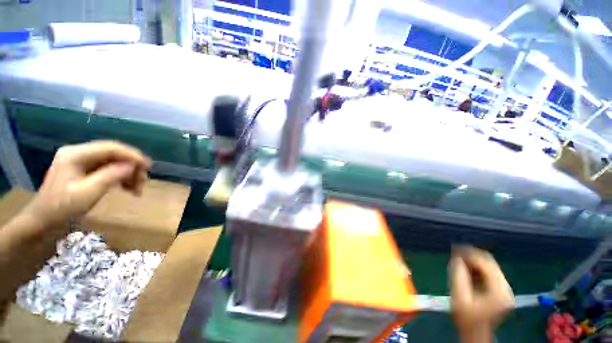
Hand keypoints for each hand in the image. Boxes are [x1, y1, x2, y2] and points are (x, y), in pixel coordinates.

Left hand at [23, 141, 149, 226]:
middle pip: (114, 154)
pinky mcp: (84, 169)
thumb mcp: (88, 192)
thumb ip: (110, 176)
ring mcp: (81, 161)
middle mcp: (79, 152)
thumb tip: (132, 166)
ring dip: (128, 173)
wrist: (43, 220)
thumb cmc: (62, 208)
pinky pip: (108, 168)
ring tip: (136, 189)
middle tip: (143, 182)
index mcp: (76, 154)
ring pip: (113, 161)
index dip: (132, 155)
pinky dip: (120, 177)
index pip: (110, 147)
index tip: (148, 167)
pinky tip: (127, 188)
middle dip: (131, 167)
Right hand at [449, 247, 514, 342]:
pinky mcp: (501, 290)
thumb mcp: (459, 296)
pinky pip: (489, 272)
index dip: (469, 254)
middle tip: (455, 253)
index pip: (486, 264)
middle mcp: (506, 288)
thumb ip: (458, 275)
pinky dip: (477, 268)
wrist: (475, 333)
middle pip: (490, 263)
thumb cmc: (466, 317)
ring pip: (490, 266)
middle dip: (471, 256)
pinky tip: (466, 269)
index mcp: (498, 291)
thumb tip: (456, 257)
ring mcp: (505, 289)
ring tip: (458, 260)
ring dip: (473, 261)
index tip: (454, 249)